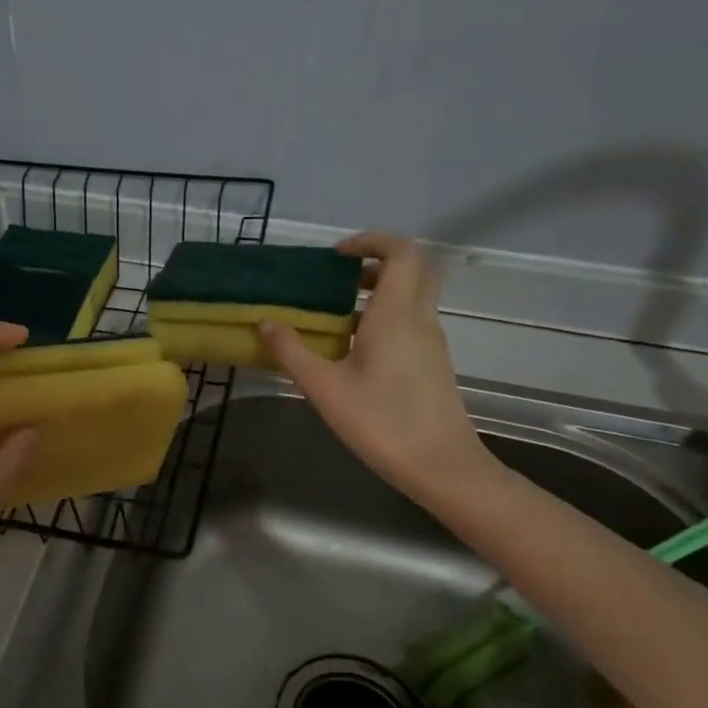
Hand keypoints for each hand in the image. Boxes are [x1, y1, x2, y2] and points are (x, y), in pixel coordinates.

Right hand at [259, 233, 488, 493]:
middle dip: (378, 261)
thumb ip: (292, 352)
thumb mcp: (325, 388)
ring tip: (337, 312)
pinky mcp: (433, 363)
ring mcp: (431, 341)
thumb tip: (266, 322)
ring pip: (414, 295)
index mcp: (396, 315)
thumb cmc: (381, 422)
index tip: (338, 254)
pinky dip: (386, 315)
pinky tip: (355, 347)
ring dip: (380, 290)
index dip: (372, 241)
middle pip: (414, 267)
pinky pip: (412, 320)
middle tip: (341, 276)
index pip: (401, 252)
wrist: (441, 467)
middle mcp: (420, 319)